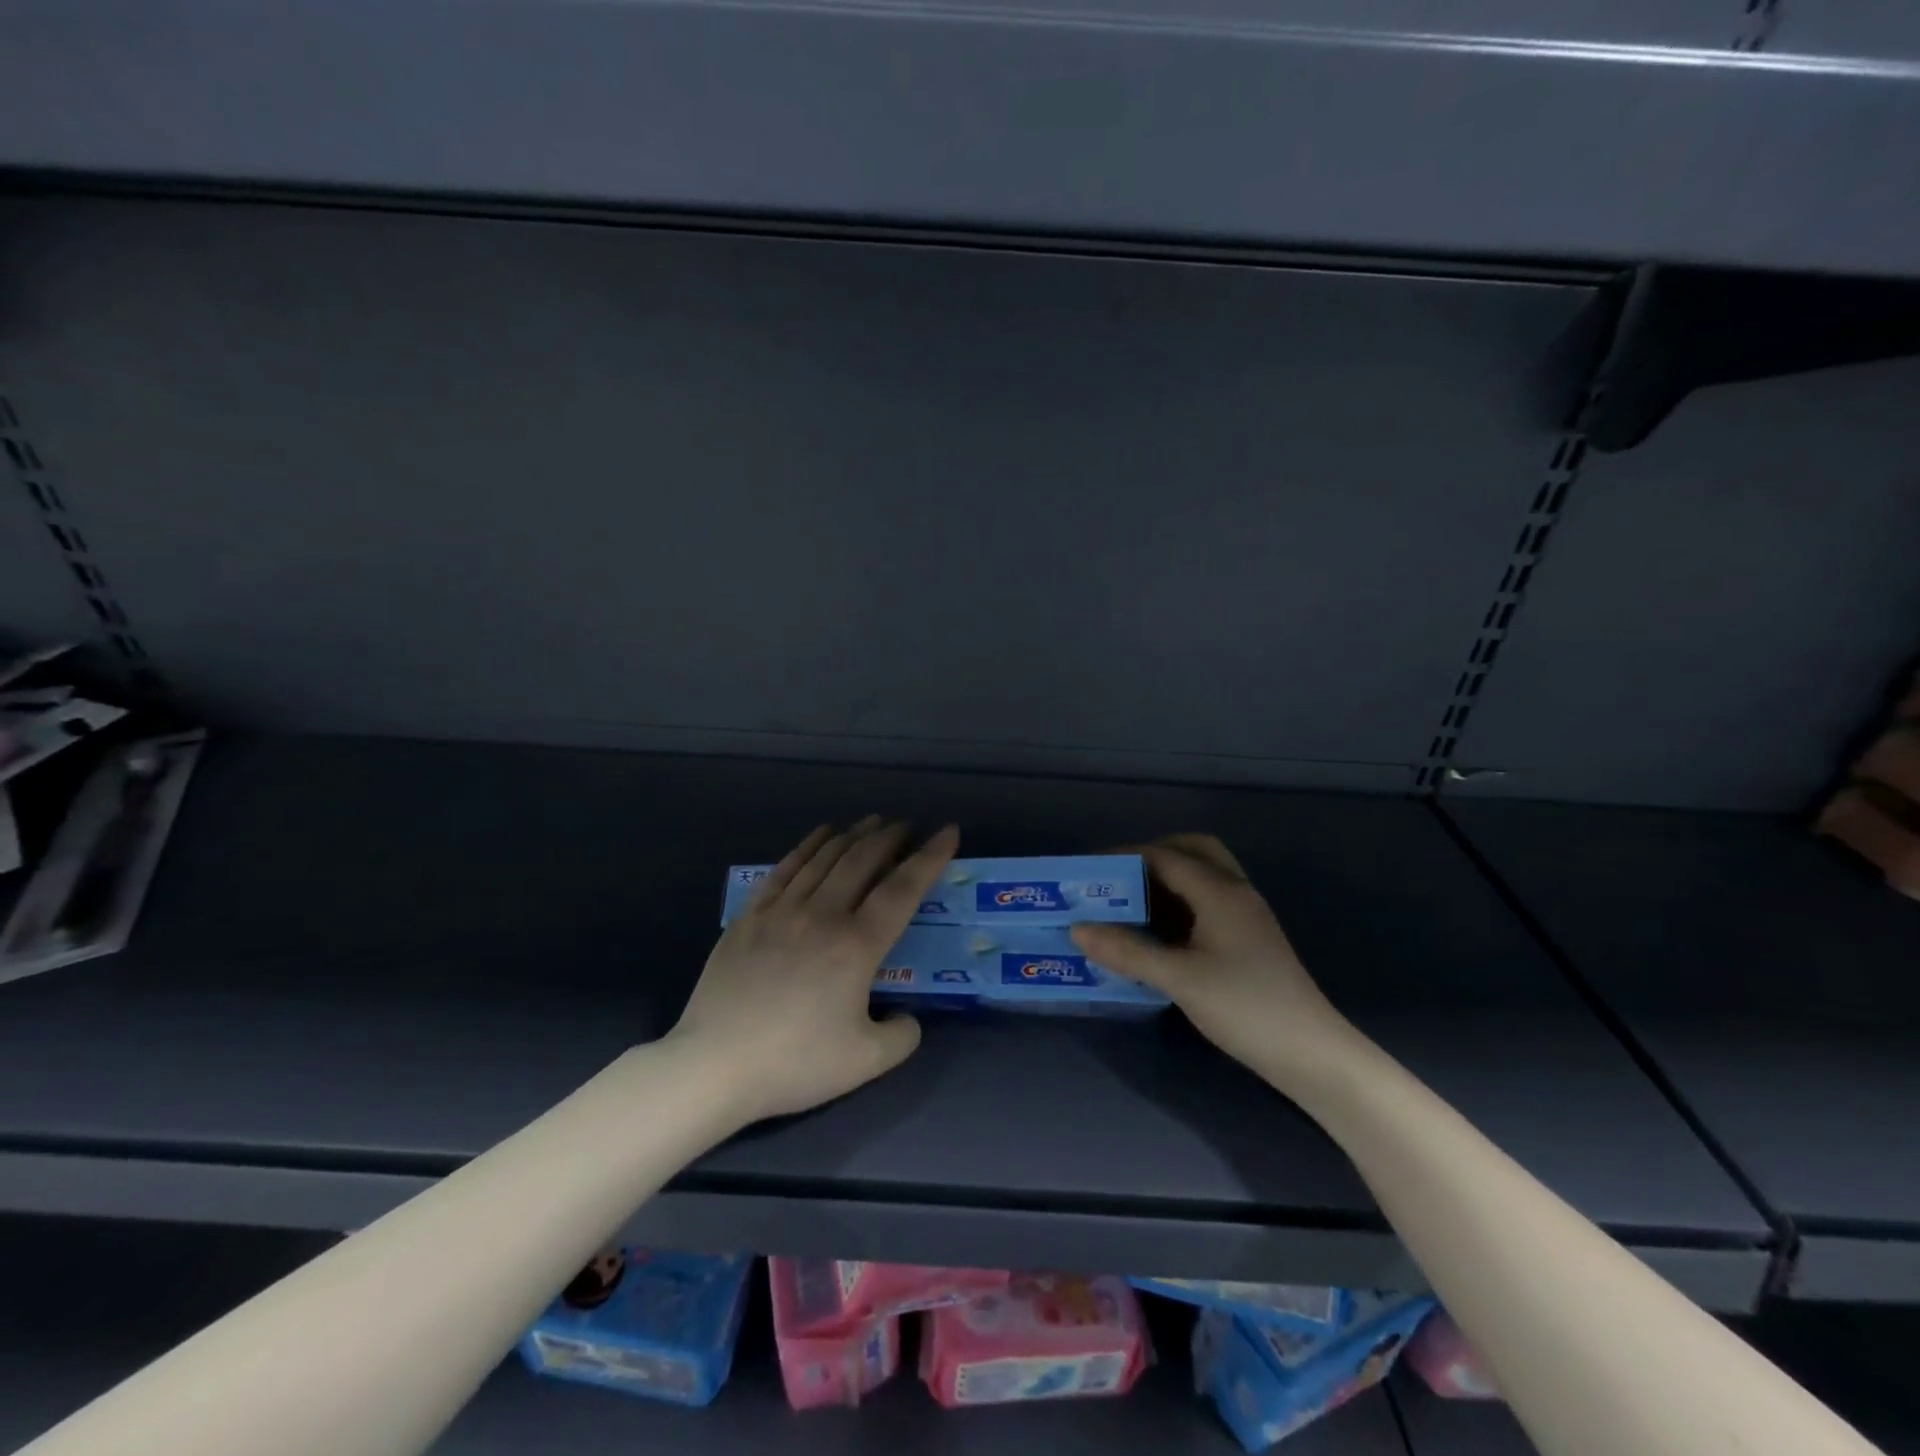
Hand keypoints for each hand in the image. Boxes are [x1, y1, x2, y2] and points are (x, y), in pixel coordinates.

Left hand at [670, 817, 958, 1124]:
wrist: (714, 1066)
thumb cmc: (794, 1063)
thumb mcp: (866, 1062)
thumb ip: (902, 1036)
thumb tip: (906, 1017)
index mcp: (856, 945)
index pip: (903, 889)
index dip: (930, 857)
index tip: (948, 831)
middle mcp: (822, 914)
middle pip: (862, 860)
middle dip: (890, 837)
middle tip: (906, 826)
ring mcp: (782, 910)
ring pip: (824, 857)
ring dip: (853, 834)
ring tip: (871, 822)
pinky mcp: (750, 916)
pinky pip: (785, 868)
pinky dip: (808, 846)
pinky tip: (819, 836)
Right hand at [1070, 834, 1360, 1089]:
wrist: (1311, 1054)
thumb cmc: (1245, 1007)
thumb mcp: (1179, 979)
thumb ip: (1127, 951)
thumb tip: (1077, 929)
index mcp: (1220, 891)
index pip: (1164, 856)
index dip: (1123, 857)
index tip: (1088, 871)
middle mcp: (1234, 892)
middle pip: (1192, 851)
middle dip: (1151, 856)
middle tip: (1117, 879)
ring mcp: (1244, 916)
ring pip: (1202, 878)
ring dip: (1166, 881)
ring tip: (1127, 903)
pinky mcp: (1246, 940)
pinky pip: (1206, 904)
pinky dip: (1178, 905)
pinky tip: (1156, 933)